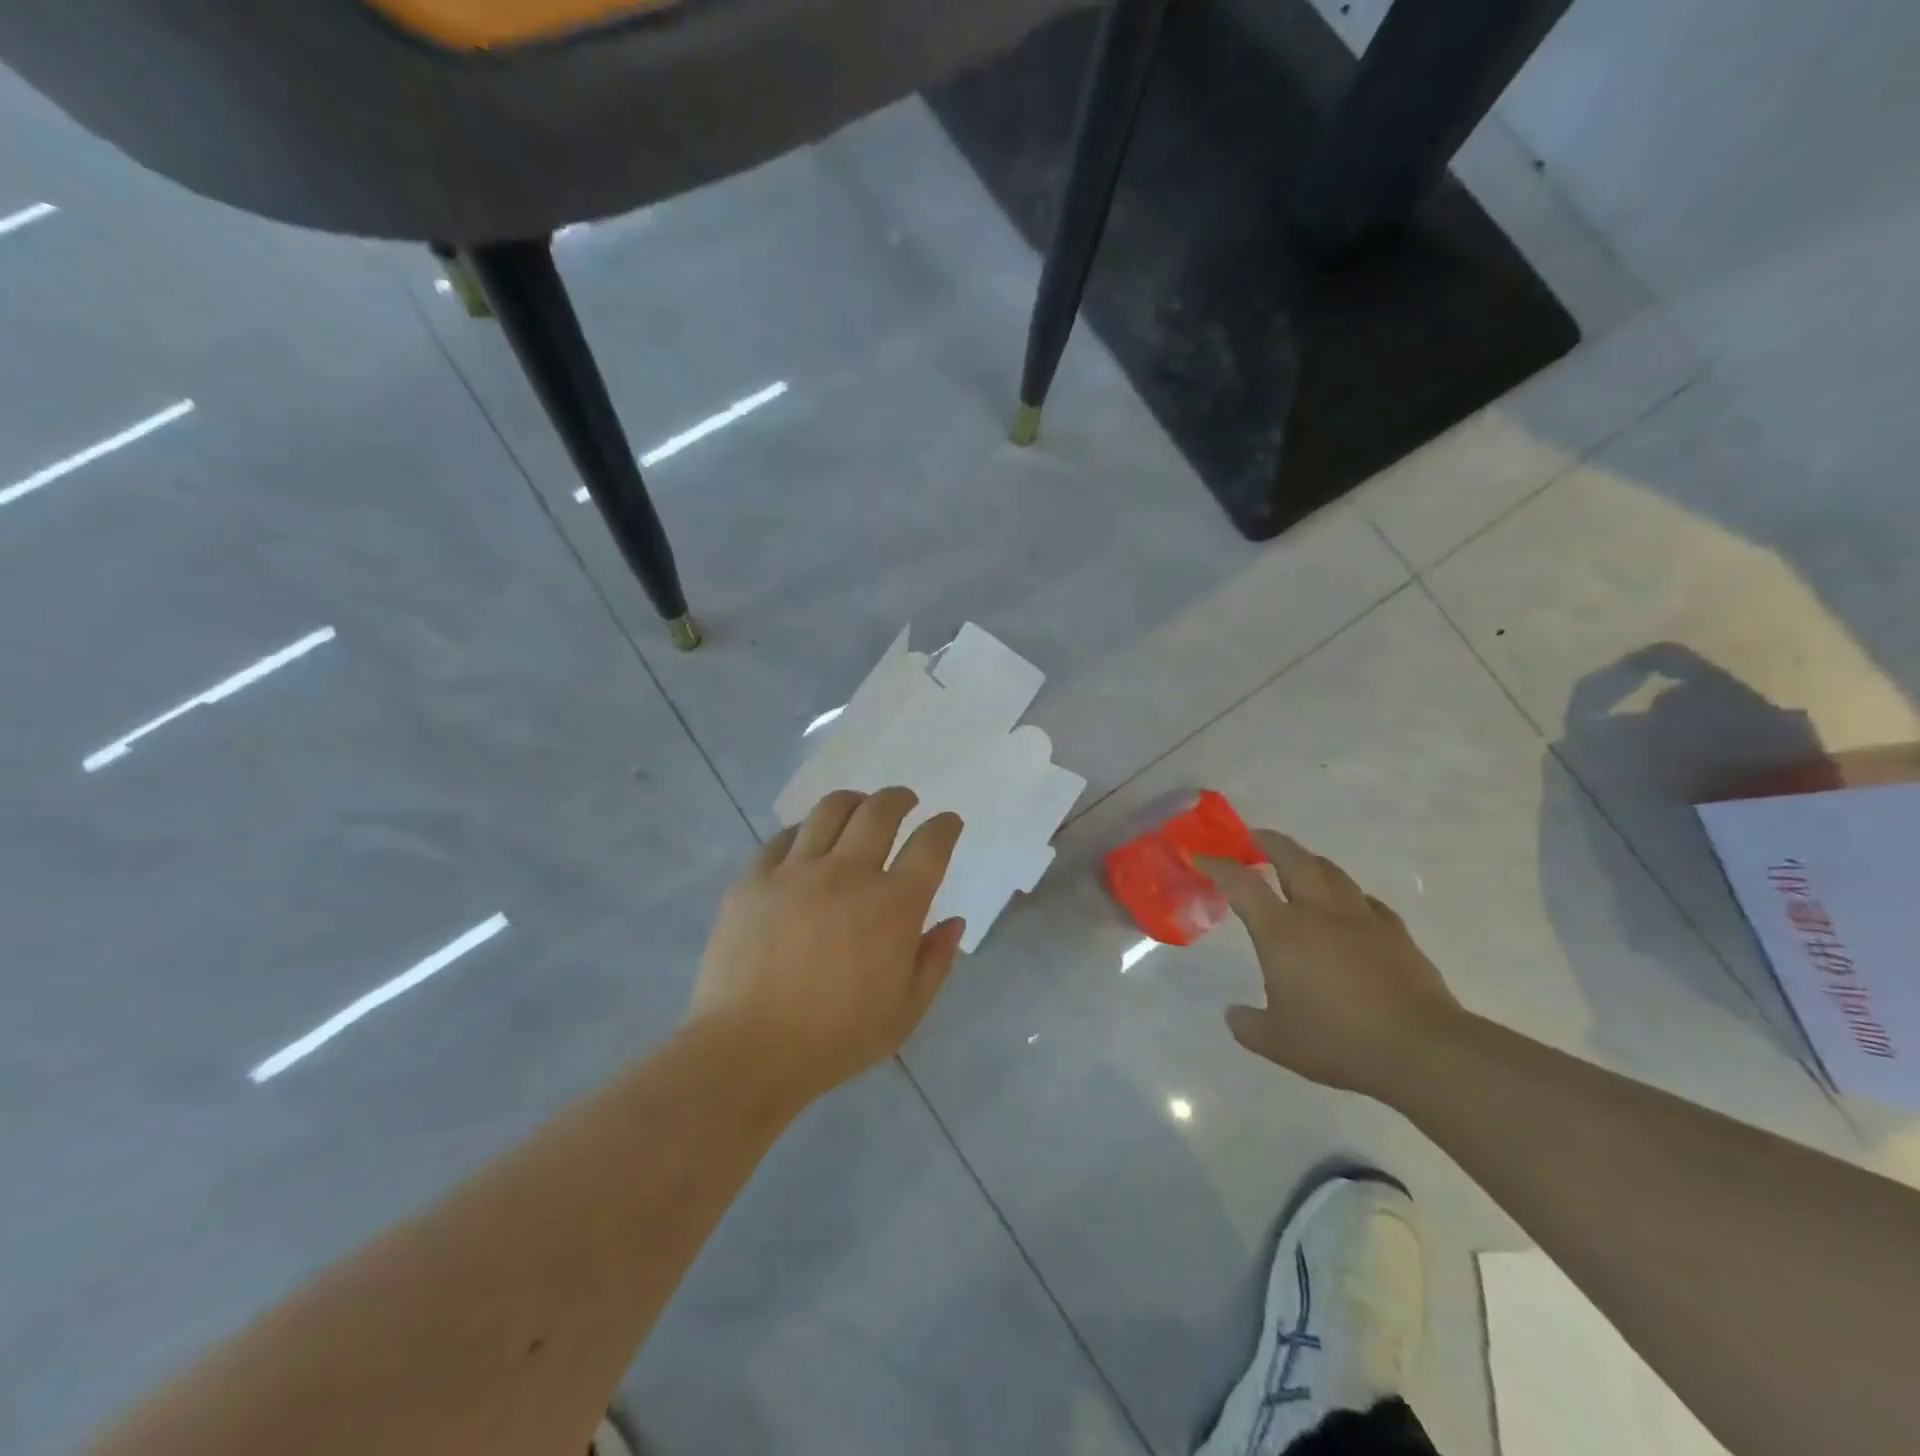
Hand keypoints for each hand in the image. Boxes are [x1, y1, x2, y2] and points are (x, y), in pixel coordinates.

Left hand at [688, 787, 965, 1104]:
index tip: (948, 822)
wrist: (747, 1051)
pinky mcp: (753, 879)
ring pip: (830, 811)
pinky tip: (806, 841)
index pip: (930, 845)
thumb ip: (935, 961)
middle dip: (899, 798)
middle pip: (880, 811)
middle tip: (905, 801)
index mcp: (893, 905)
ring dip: (853, 801)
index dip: (944, 826)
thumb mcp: (905, 1012)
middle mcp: (848, 873)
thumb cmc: (836, 1039)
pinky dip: (804, 831)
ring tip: (858, 805)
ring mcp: (796, 871)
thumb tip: (953, 922)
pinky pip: (782, 837)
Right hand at [1198, 831, 1462, 1094]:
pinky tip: (1350, 906)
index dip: (1218, 866)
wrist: (1420, 1049)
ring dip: (1309, 860)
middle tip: (1255, 837)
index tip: (1202, 857)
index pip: (1242, 884)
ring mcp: (1362, 918)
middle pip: (1293, 859)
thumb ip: (1248, 1024)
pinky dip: (1350, 895)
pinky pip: (1367, 901)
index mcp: (1282, 931)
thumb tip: (1234, 1014)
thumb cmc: (1337, 1041)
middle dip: (1269, 842)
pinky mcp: (1396, 933)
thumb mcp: (1277, 1042)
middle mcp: (1319, 912)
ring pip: (1332, 872)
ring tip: (1300, 863)